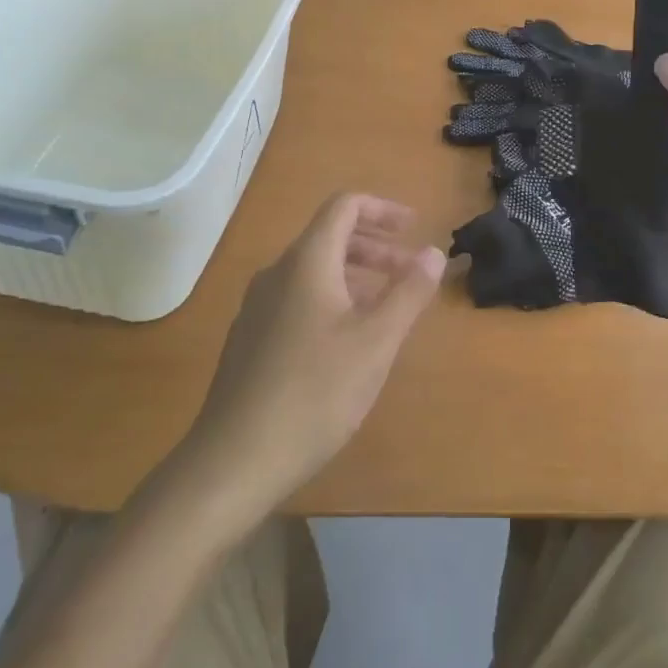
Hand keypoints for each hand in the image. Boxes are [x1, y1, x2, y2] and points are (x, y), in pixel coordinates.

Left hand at [184, 194, 445, 514]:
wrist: (233, 461)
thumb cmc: (314, 393)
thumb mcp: (376, 342)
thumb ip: (409, 292)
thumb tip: (433, 252)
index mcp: (306, 262)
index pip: (344, 206)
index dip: (382, 209)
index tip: (414, 228)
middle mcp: (276, 274)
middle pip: (330, 237)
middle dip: (376, 247)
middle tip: (410, 272)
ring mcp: (257, 307)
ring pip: (314, 271)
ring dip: (356, 276)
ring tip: (387, 307)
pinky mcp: (250, 340)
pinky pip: (298, 299)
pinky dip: (332, 300)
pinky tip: (347, 343)